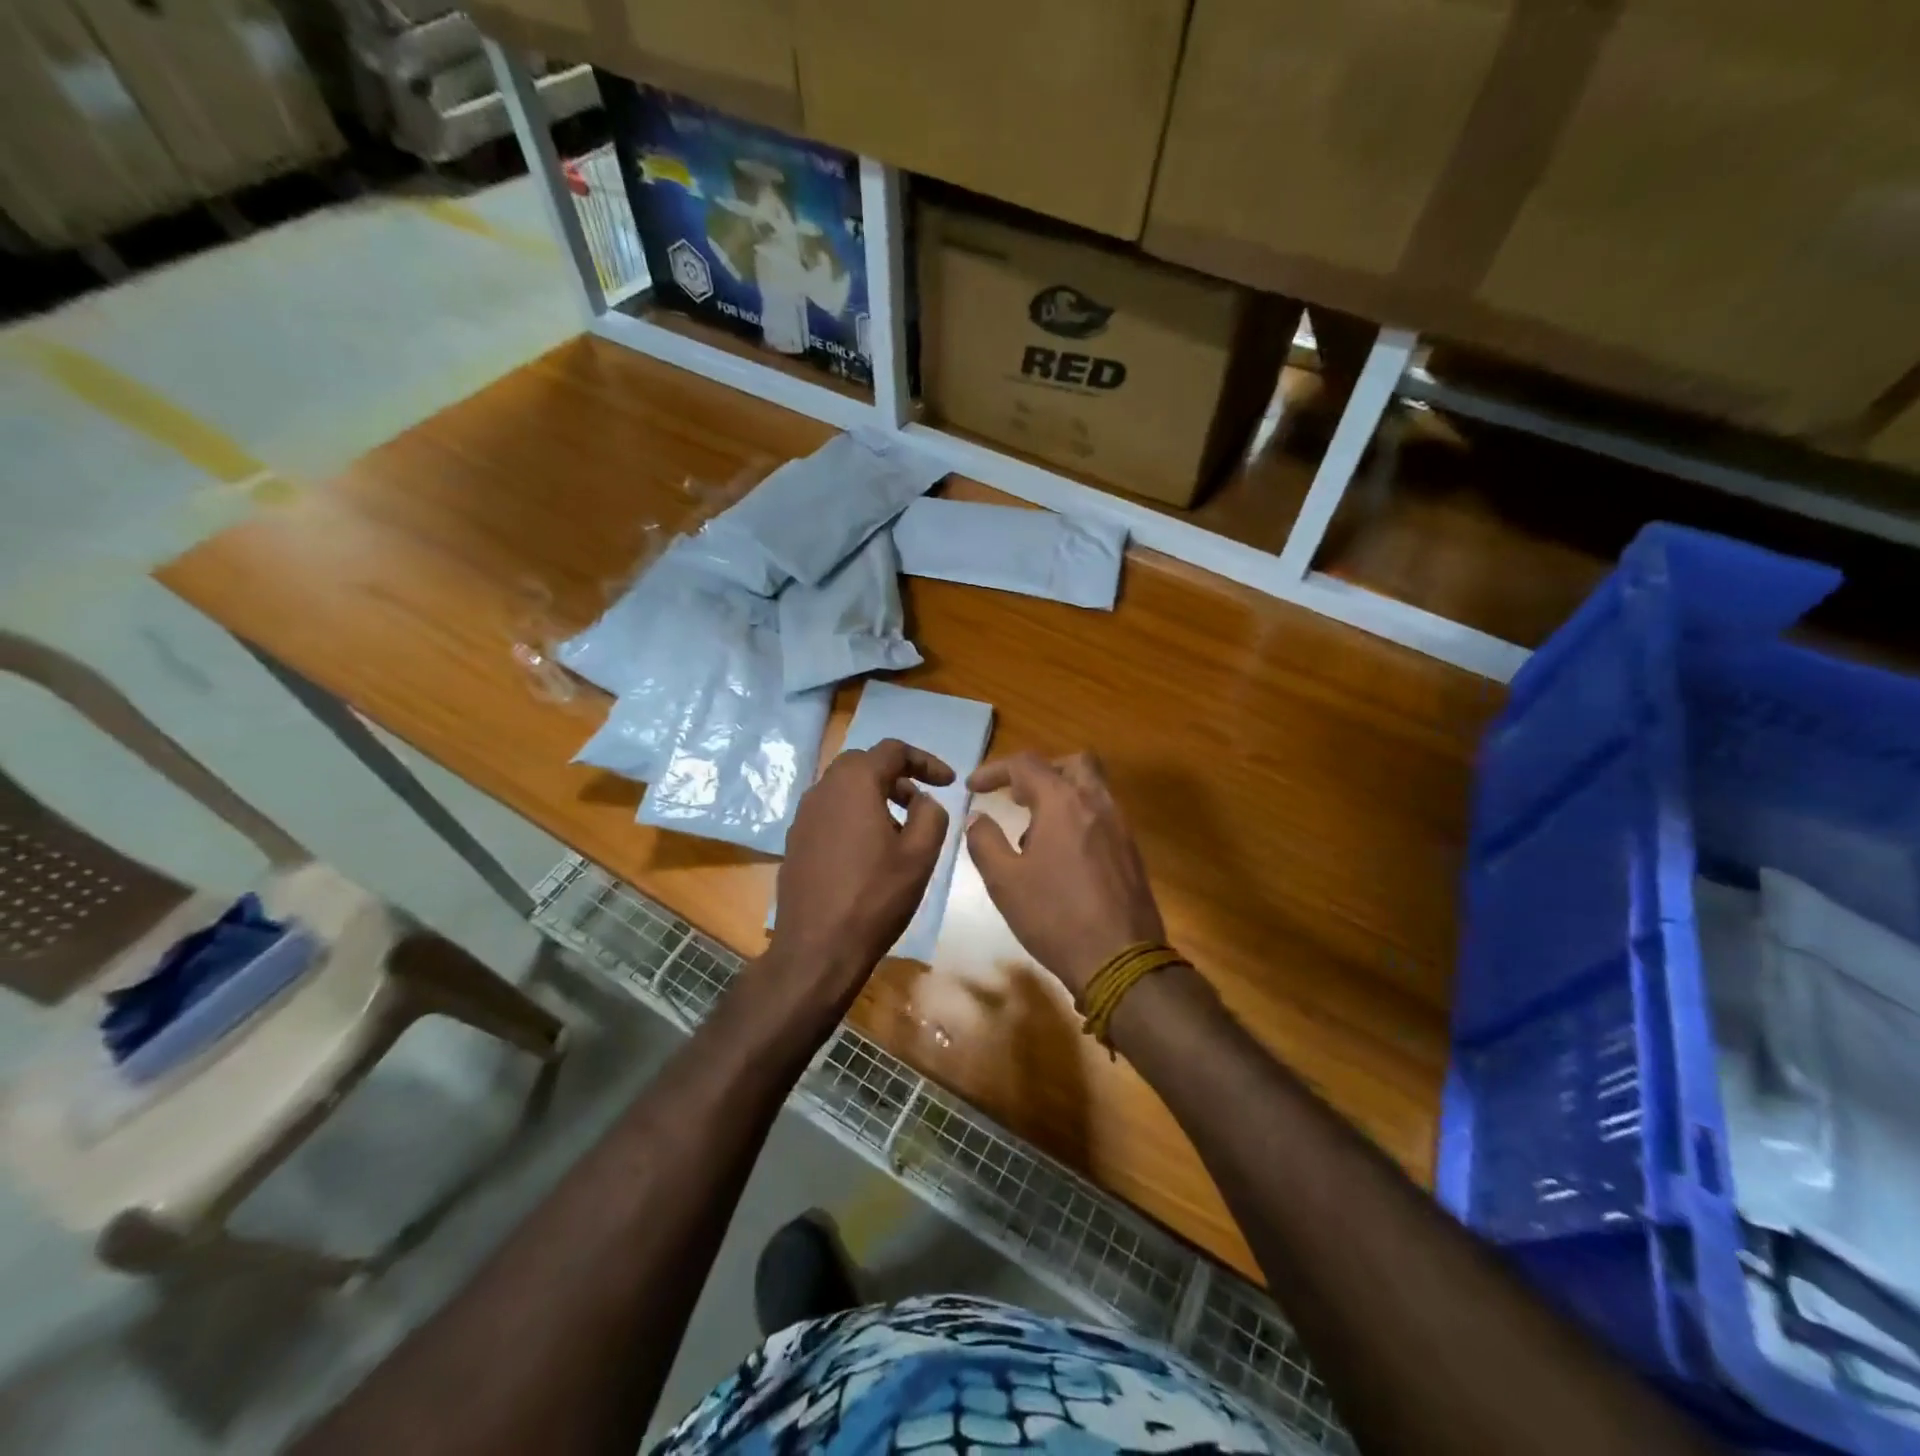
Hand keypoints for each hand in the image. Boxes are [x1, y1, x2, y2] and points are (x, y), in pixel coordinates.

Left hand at [770, 738, 952, 993]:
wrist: (817, 948)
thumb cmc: (875, 897)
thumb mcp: (920, 855)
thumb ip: (932, 814)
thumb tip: (924, 800)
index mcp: (854, 783)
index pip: (893, 751)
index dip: (925, 761)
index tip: (949, 783)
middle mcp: (822, 790)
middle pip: (864, 764)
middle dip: (897, 777)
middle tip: (922, 803)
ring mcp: (803, 816)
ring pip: (844, 789)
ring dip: (875, 797)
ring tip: (900, 830)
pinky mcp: (795, 842)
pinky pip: (830, 813)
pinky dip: (854, 816)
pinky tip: (870, 851)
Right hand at [965, 751, 1166, 1000]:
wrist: (1121, 960)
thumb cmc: (1055, 916)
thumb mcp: (1005, 881)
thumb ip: (985, 841)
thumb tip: (978, 817)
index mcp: (1064, 803)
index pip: (1026, 764)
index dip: (995, 770)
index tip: (973, 787)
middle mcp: (1097, 803)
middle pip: (1073, 763)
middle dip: (1041, 772)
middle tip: (1017, 797)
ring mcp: (1120, 827)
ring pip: (1092, 789)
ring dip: (1060, 796)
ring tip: (1033, 834)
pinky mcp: (1131, 851)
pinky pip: (1102, 816)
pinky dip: (1078, 819)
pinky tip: (1061, 858)